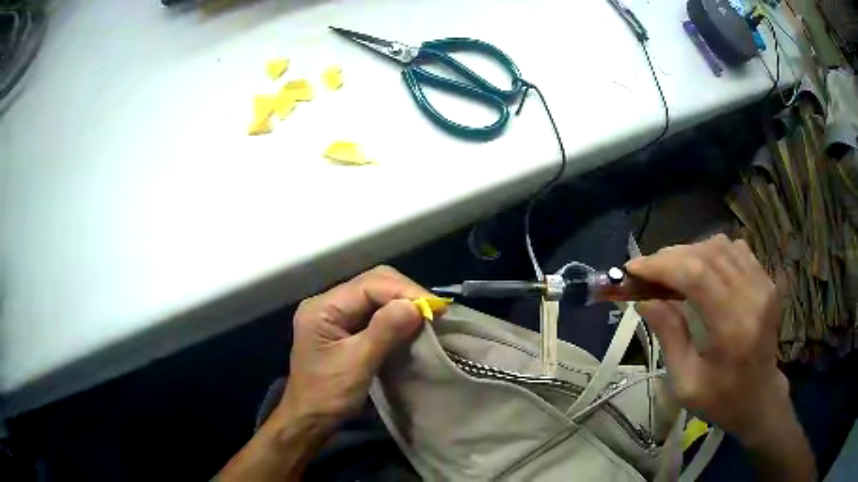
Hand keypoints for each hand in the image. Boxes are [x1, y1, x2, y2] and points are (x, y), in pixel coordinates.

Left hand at [219, 266, 430, 481]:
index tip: (436, 308)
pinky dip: (395, 316)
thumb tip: (416, 305)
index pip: (369, 285)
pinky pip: (374, 313)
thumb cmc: (327, 395)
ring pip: (376, 296)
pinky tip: (412, 324)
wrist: (309, 420)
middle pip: (373, 283)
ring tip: (428, 316)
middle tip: (435, 311)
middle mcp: (328, 304)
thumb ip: (384, 332)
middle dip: (405, 294)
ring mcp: (336, 316)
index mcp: (323, 307)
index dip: (404, 292)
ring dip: (402, 303)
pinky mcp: (345, 329)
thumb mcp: (357, 365)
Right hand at [626, 235, 785, 439]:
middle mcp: (752, 296)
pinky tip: (700, 271)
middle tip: (646, 272)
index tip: (632, 269)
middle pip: (707, 255)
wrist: (759, 397)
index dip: (662, 265)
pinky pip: (735, 250)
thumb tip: (644, 300)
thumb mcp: (686, 382)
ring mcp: (763, 284)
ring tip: (671, 272)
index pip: (697, 276)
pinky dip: (711, 253)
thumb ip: (668, 336)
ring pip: (720, 246)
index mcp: (733, 328)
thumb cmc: (721, 399)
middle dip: (670, 257)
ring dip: (689, 253)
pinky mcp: (766, 280)